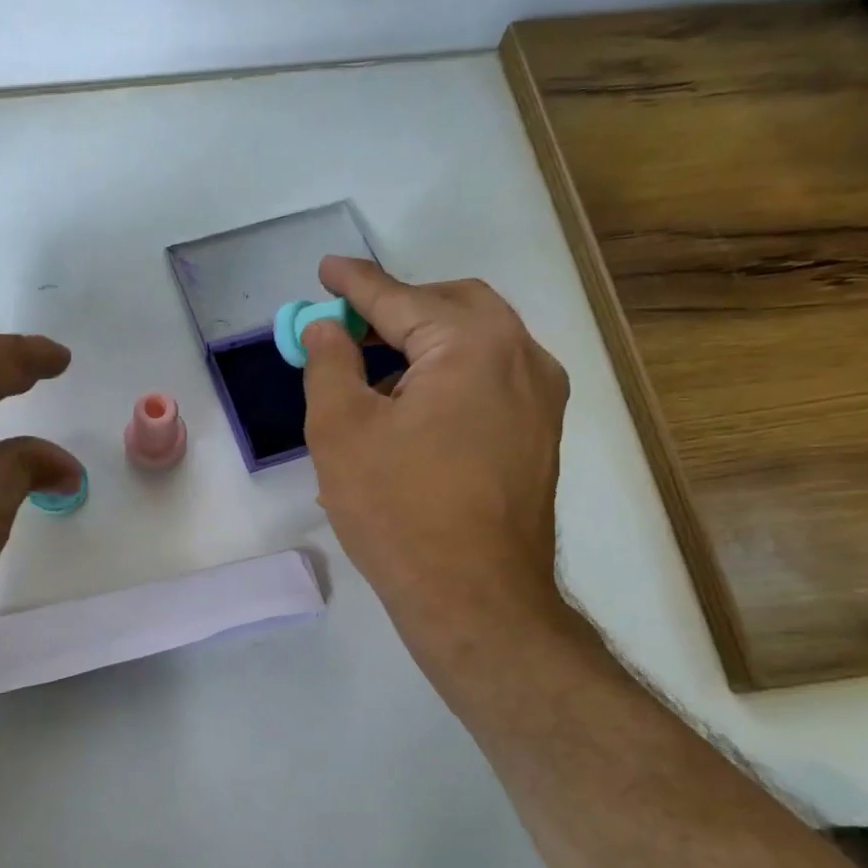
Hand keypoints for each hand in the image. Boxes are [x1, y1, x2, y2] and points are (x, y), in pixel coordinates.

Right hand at [301, 258, 571, 662]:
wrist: (474, 597)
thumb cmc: (398, 508)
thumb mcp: (341, 430)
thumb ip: (329, 364)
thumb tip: (325, 329)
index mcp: (473, 344)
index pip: (401, 298)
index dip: (355, 284)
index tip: (325, 270)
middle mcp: (522, 356)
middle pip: (453, 306)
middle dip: (398, 308)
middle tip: (350, 325)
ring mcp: (541, 398)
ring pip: (478, 342)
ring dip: (426, 343)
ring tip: (374, 373)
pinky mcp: (541, 435)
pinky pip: (491, 378)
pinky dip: (450, 374)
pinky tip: (414, 409)